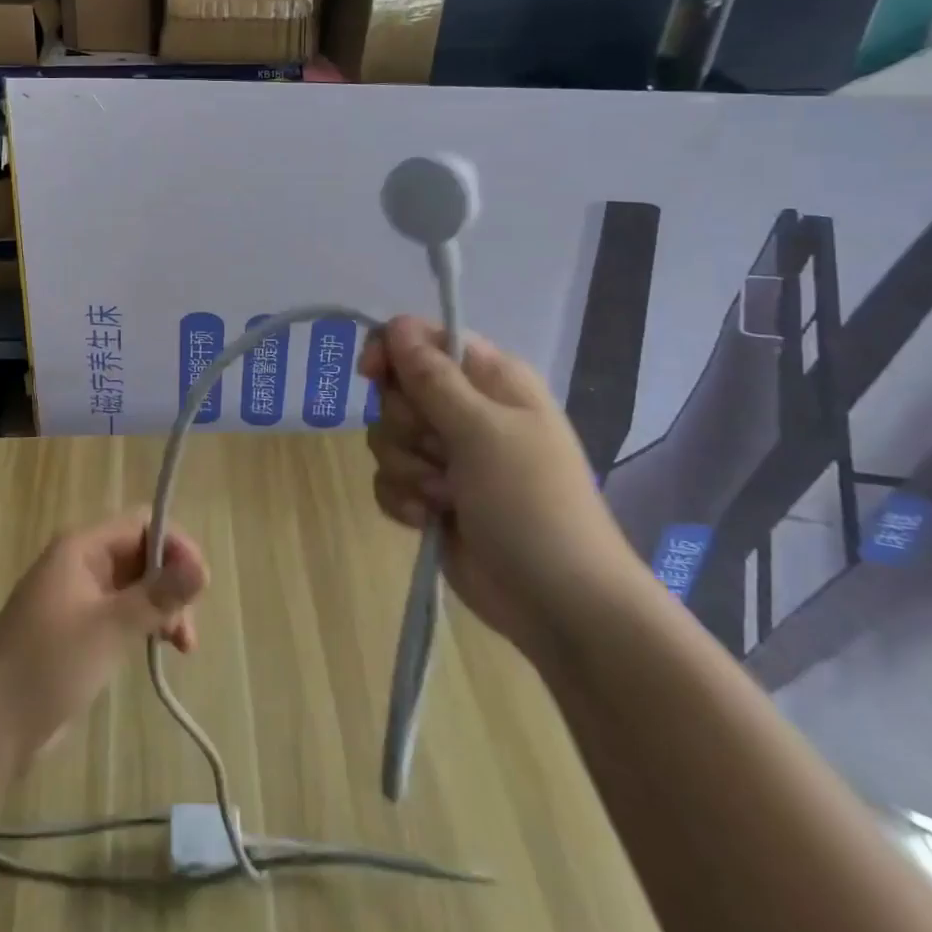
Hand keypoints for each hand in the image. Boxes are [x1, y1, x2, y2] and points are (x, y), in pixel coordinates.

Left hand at [0, 511, 208, 766]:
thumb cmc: (47, 664)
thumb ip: (157, 596)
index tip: (200, 585)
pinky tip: (161, 649)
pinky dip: (145, 624)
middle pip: (142, 554)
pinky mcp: (80, 629)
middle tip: (187, 628)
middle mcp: (82, 562)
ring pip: (137, 585)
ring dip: (163, 607)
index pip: (142, 524)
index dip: (175, 546)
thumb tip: (203, 566)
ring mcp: (80, 596)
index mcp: (82, 547)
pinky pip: (123, 611)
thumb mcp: (108, 628)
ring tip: (183, 646)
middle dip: (172, 583)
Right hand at [359, 316, 631, 661]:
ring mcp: (447, 456)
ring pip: (386, 436)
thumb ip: (432, 377)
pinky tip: (429, 519)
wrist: (559, 605)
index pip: (422, 339)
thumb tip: (395, 326)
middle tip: (441, 451)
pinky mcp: (430, 496)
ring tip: (446, 497)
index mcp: (490, 380)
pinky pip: (387, 478)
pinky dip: (403, 499)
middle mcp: (466, 410)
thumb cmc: (531, 503)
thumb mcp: (483, 431)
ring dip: (407, 468)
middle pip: (396, 390)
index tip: (373, 375)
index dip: (391, 351)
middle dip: (405, 425)